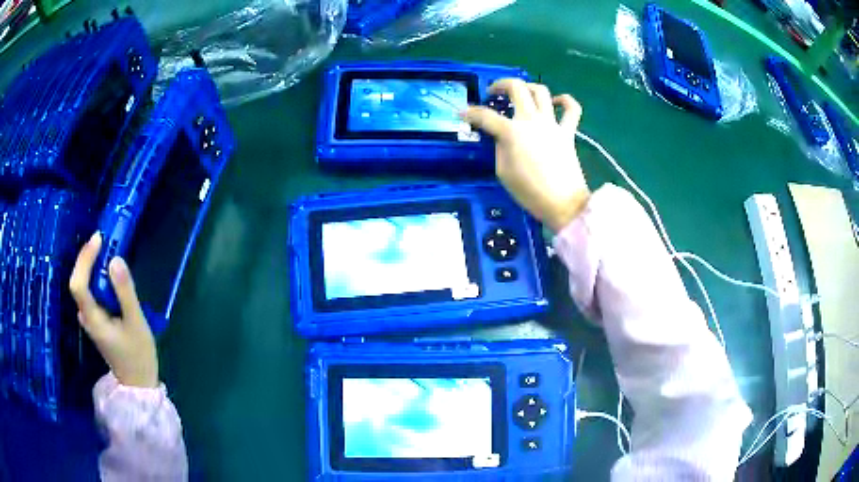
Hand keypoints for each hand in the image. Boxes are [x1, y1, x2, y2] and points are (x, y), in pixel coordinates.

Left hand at [69, 233, 158, 388]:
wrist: (138, 383)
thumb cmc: (138, 356)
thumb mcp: (136, 323)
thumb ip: (125, 292)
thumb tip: (115, 260)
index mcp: (93, 319)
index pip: (78, 284)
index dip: (84, 259)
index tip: (98, 240)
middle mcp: (86, 316)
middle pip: (78, 281)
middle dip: (87, 258)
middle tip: (104, 240)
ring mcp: (89, 319)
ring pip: (83, 286)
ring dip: (91, 265)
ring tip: (106, 250)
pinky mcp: (95, 320)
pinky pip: (90, 292)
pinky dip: (96, 277)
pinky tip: (107, 273)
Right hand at [464, 80, 589, 231]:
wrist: (563, 204)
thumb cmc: (530, 192)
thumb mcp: (503, 172)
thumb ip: (499, 148)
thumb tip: (501, 137)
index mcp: (511, 132)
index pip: (485, 116)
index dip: (470, 113)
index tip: (462, 113)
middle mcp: (531, 120)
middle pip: (516, 88)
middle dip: (500, 84)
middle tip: (494, 92)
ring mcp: (552, 124)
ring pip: (541, 91)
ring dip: (528, 87)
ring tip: (522, 94)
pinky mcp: (568, 132)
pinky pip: (571, 109)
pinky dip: (565, 101)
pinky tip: (556, 102)